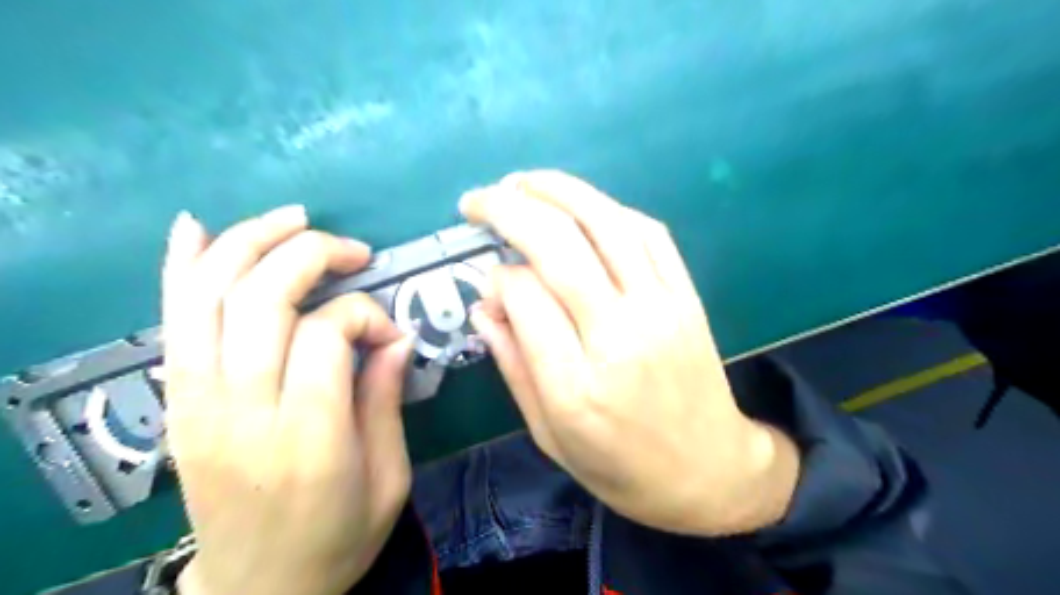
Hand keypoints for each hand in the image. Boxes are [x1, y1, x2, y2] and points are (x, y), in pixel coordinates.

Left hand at [160, 207, 413, 594]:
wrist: (257, 589)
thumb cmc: (337, 537)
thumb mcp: (389, 479)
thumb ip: (386, 400)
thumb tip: (396, 334)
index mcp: (308, 440)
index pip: (324, 335)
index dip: (365, 315)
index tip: (391, 334)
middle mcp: (242, 412)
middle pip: (261, 301)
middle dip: (313, 256)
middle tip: (356, 252)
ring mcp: (198, 405)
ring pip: (209, 297)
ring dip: (251, 243)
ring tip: (294, 219)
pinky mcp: (178, 404)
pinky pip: (172, 322)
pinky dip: (180, 267)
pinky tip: (197, 228)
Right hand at [460, 170, 800, 534]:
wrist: (710, 470)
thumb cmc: (621, 467)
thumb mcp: (550, 435)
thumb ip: (513, 366)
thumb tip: (484, 305)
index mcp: (576, 385)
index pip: (524, 296)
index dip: (497, 277)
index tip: (488, 282)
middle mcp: (619, 336)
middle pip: (558, 245)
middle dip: (509, 209)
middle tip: (478, 200)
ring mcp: (660, 308)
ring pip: (606, 224)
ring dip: (558, 190)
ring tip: (521, 181)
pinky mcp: (687, 296)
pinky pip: (649, 233)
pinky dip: (609, 209)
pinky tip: (581, 205)